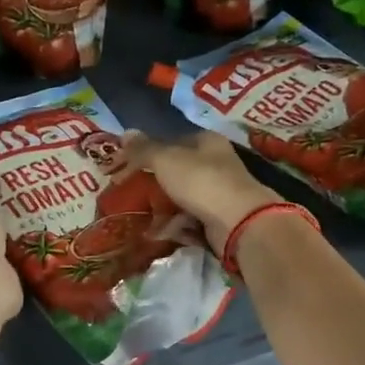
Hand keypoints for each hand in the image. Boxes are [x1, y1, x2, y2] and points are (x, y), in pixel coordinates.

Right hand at [123, 131, 281, 251]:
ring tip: (140, 213)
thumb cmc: (201, 181)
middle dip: (155, 182)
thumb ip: (144, 149)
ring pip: (183, 197)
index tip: (126, 166)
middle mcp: (216, 164)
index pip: (173, 141)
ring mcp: (219, 193)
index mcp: (207, 142)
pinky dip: (175, 225)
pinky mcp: (219, 220)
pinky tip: (157, 231)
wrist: (238, 222)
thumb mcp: (166, 160)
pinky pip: (190, 220)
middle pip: (178, 171)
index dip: (149, 152)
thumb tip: (125, 133)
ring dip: (163, 206)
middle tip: (130, 191)